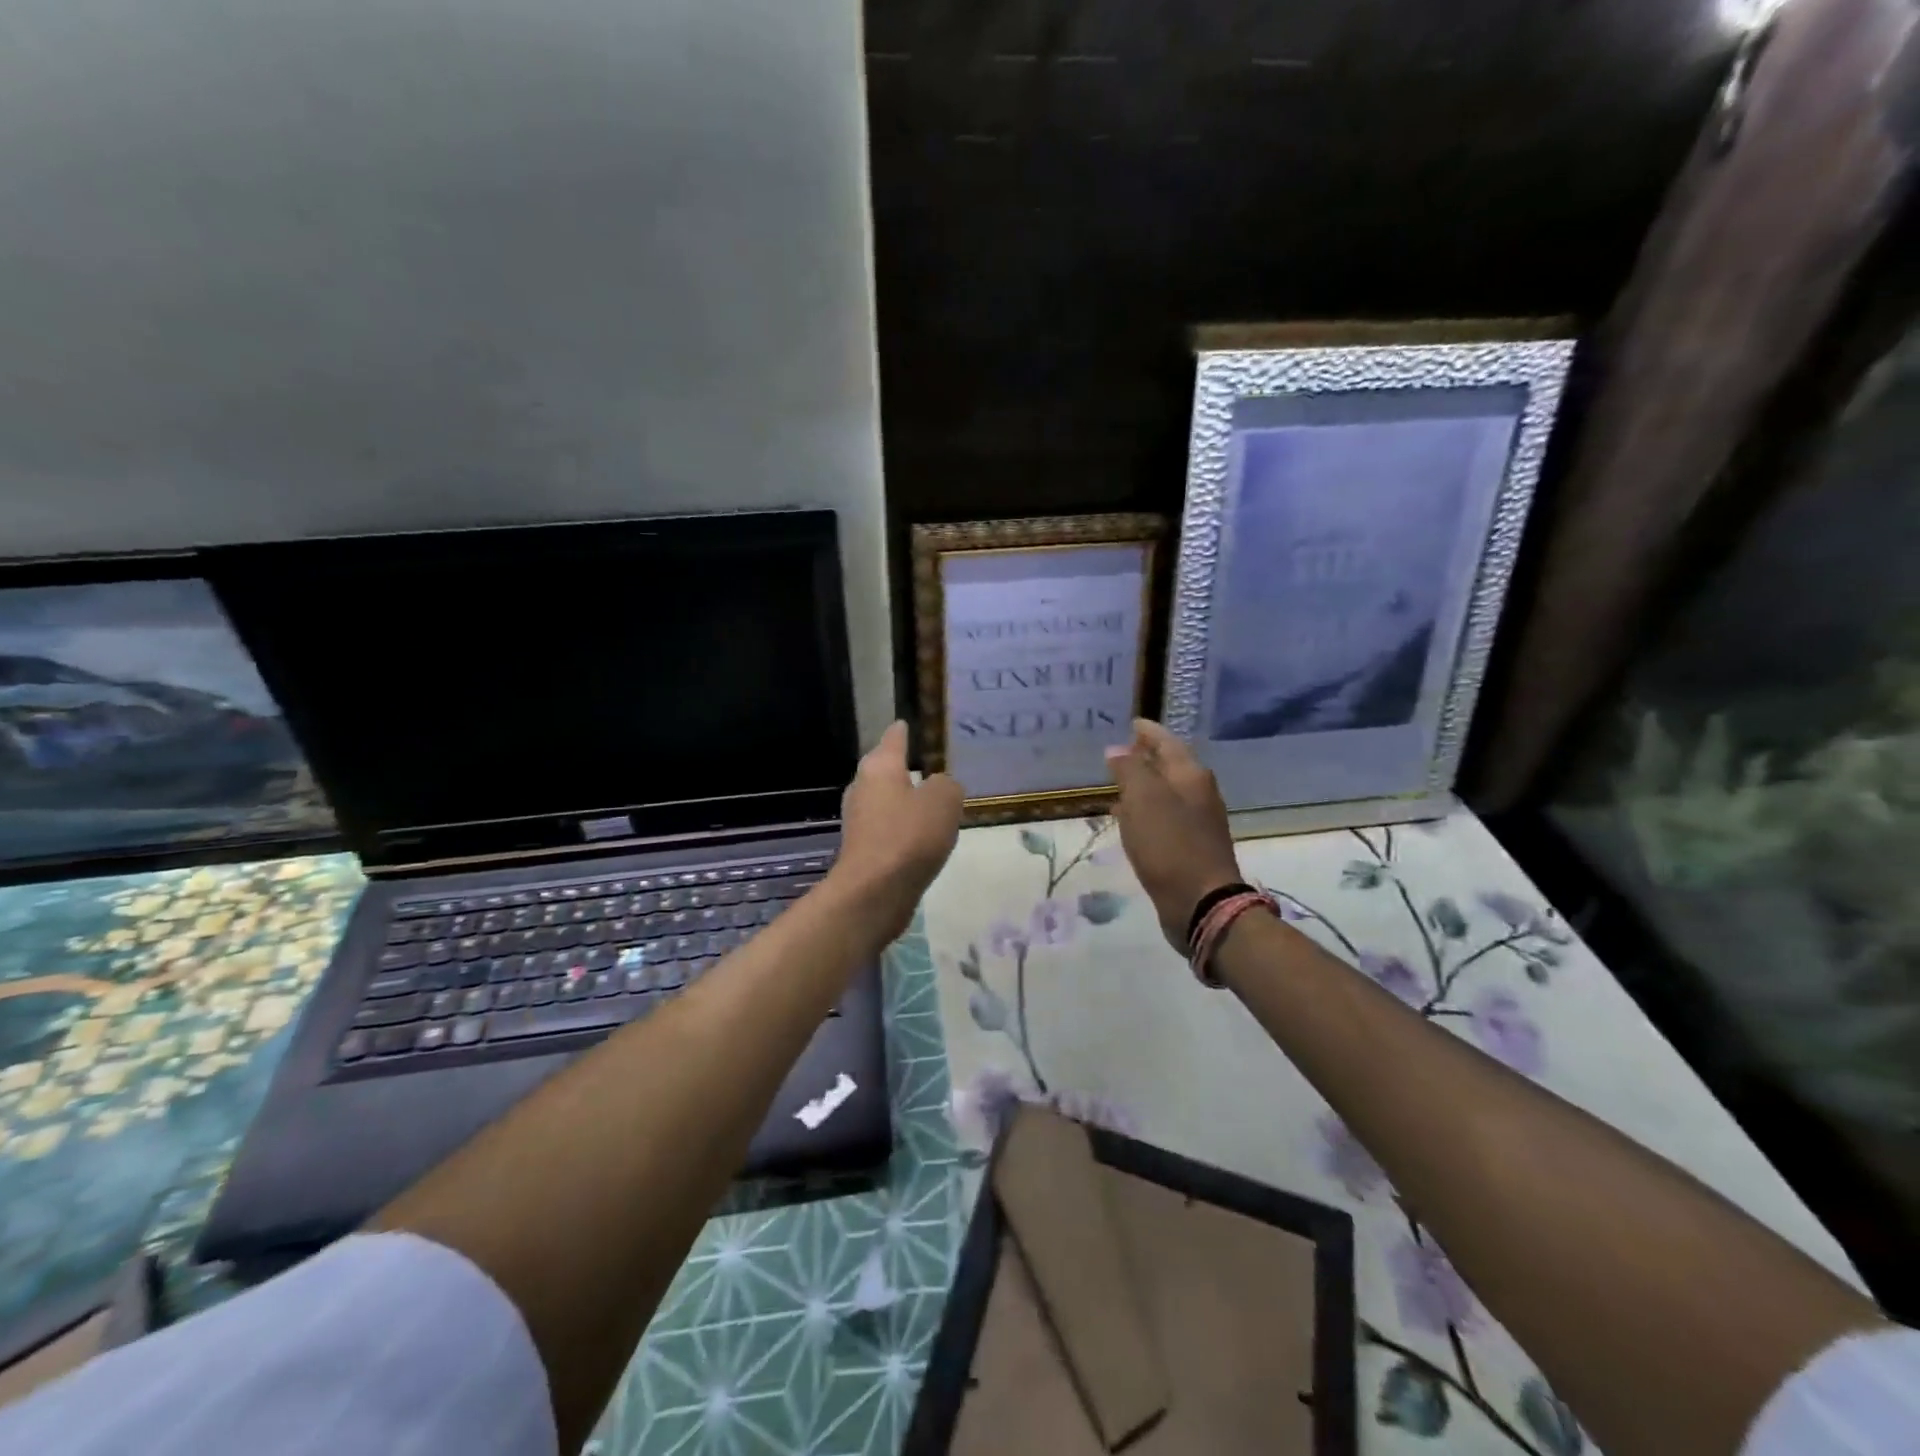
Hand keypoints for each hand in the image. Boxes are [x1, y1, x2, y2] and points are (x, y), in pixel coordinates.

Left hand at [830, 721, 963, 942]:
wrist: (874, 893)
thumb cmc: (909, 837)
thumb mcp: (944, 801)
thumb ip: (947, 785)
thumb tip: (939, 787)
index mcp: (879, 767)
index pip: (894, 737)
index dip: (905, 730)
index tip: (910, 723)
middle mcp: (863, 787)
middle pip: (886, 768)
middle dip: (906, 767)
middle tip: (935, 765)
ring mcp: (860, 820)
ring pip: (887, 800)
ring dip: (906, 800)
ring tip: (934, 801)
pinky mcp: (863, 848)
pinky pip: (889, 827)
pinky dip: (904, 827)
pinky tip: (923, 836)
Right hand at [1104, 719, 1241, 950]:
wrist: (1201, 903)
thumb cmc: (1170, 845)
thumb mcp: (1143, 799)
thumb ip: (1130, 770)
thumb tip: (1117, 750)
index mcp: (1191, 776)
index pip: (1167, 742)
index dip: (1148, 732)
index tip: (1132, 722)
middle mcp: (1198, 794)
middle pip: (1170, 766)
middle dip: (1146, 756)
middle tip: (1120, 750)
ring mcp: (1197, 822)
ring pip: (1166, 793)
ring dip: (1144, 785)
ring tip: (1118, 782)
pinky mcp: (1190, 846)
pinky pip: (1163, 817)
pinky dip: (1145, 811)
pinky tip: (1128, 819)